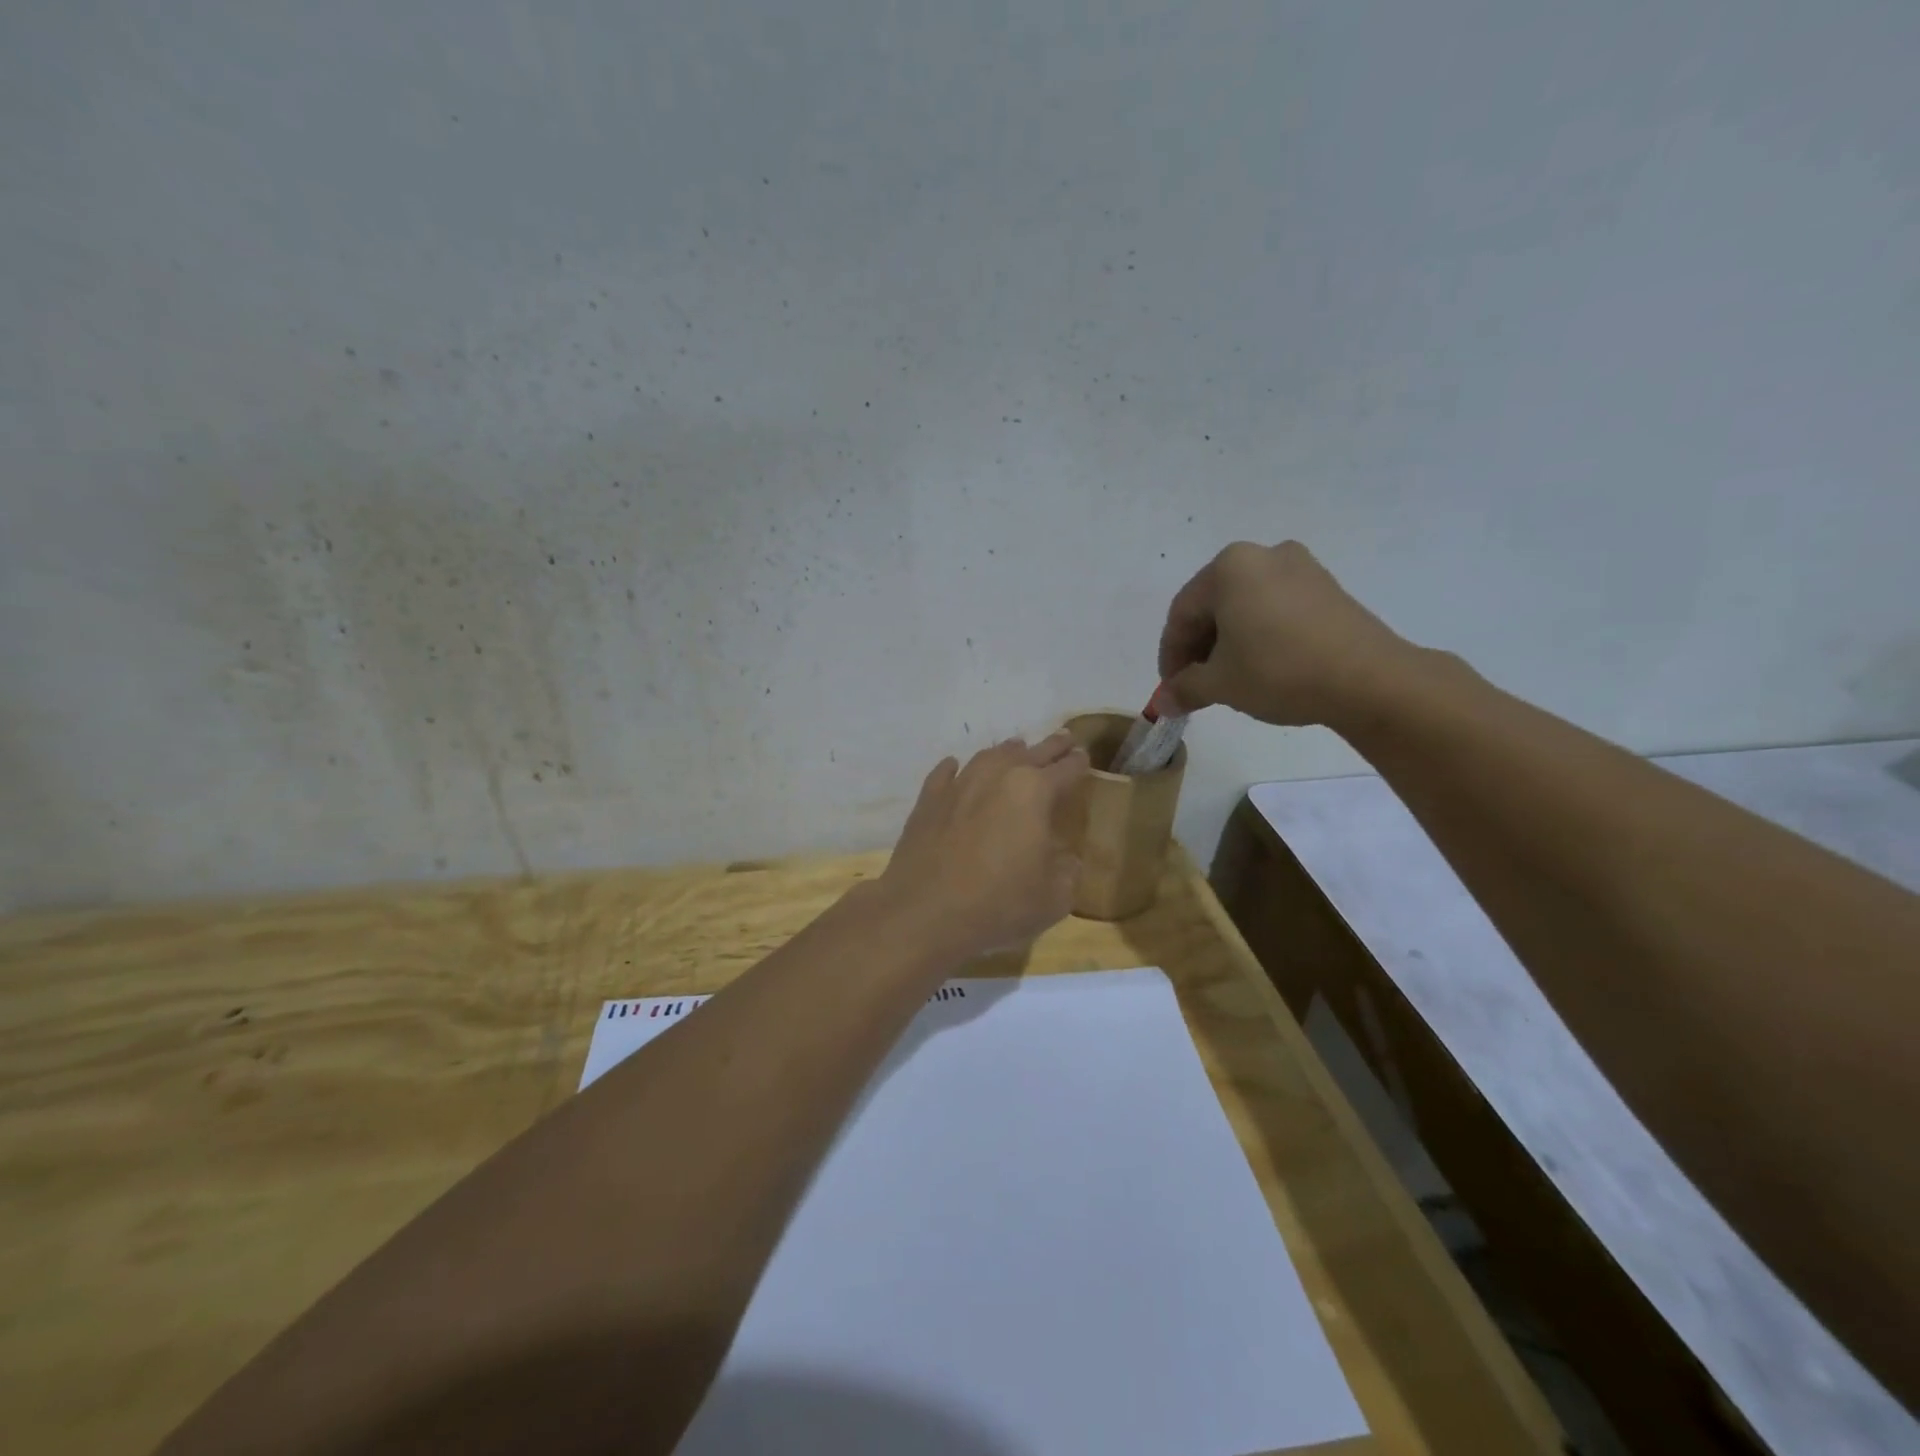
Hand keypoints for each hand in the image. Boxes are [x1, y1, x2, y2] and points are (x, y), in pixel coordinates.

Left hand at [878, 732, 1090, 961]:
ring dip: (1007, 752)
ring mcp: (958, 785)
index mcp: (1034, 791)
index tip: (1084, 757)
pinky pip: (945, 774)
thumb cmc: (999, 904)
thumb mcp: (1054, 897)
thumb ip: (1067, 870)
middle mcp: (997, 776)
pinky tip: (954, 767)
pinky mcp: (928, 801)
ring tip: (1016, 749)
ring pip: (988, 757)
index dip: (1078, 763)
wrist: (924, 912)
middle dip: (1050, 746)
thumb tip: (1067, 859)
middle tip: (1063, 739)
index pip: (1065, 769)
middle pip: (1030, 753)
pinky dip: (954, 769)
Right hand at [1158, 540, 1416, 727]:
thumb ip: (1184, 688)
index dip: (1171, 656)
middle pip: (1213, 605)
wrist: (1368, 679)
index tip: (1171, 689)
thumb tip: (1162, 703)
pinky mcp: (1327, 588)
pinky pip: (1276, 608)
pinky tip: (1262, 666)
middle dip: (1200, 648)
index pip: (1182, 614)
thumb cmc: (1279, 671)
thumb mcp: (1220, 684)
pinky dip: (1259, 635)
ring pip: (1245, 607)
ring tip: (1229, 679)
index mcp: (1229, 567)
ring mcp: (1301, 568)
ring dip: (1228, 643)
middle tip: (1196, 686)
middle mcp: (1263, 555)